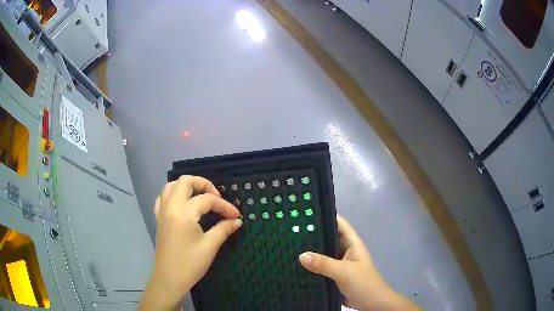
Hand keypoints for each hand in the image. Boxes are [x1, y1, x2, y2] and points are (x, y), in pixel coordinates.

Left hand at [139, 176, 242, 310]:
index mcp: (184, 213)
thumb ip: (223, 229)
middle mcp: (171, 207)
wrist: (169, 279)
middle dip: (203, 184)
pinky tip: (182, 204)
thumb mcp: (210, 246)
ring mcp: (162, 212)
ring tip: (200, 197)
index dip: (225, 206)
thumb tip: (237, 220)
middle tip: (216, 197)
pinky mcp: (159, 219)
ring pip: (171, 186)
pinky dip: (173, 194)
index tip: (236, 216)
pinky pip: (163, 197)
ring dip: (187, 186)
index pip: (207, 200)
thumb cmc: (190, 264)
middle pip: (185, 181)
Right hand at [298, 215, 419, 310]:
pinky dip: (309, 265)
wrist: (370, 303)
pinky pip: (319, 266)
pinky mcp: (332, 275)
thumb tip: (301, 255)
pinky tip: (294, 264)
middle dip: (311, 234)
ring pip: (321, 253)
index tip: (304, 211)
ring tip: (287, 244)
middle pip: (326, 238)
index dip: (324, 216)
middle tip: (289, 229)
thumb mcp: (344, 272)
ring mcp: (337, 263)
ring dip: (309, 251)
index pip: (338, 223)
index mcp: (351, 243)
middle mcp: (343, 250)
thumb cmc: (363, 282)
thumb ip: (324, 264)